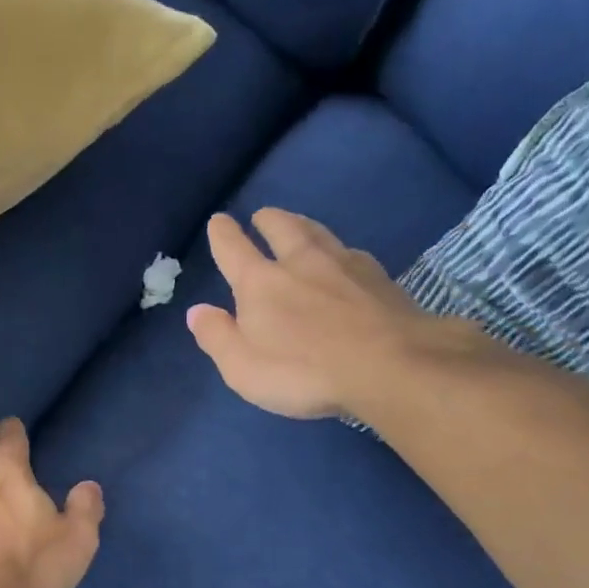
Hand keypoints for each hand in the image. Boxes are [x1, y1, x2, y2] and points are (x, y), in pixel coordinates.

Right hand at [186, 210, 437, 419]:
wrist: (392, 366)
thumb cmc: (304, 372)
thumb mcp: (243, 367)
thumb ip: (217, 337)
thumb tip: (196, 311)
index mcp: (261, 283)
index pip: (233, 249)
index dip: (223, 234)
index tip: (219, 221)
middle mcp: (301, 262)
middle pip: (282, 228)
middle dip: (268, 219)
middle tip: (263, 215)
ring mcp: (346, 265)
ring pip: (320, 233)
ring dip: (304, 226)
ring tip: (300, 226)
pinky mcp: (382, 279)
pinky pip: (353, 255)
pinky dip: (341, 253)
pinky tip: (347, 261)